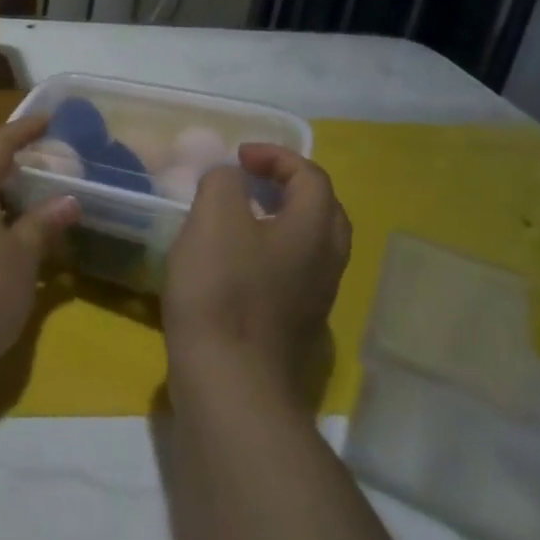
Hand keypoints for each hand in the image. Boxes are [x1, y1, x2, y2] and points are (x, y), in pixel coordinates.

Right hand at [162, 144, 349, 392]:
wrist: (231, 382)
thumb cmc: (222, 290)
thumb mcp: (213, 217)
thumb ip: (223, 182)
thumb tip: (230, 178)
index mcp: (313, 230)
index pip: (311, 177)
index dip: (276, 157)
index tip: (238, 158)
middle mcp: (326, 262)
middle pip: (323, 211)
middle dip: (289, 187)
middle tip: (251, 182)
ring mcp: (314, 299)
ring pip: (309, 246)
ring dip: (279, 221)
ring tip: (237, 218)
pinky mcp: (294, 326)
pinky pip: (292, 273)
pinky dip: (269, 253)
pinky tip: (231, 264)